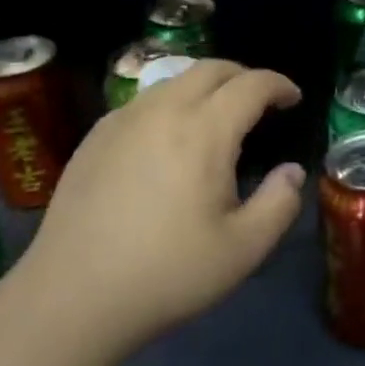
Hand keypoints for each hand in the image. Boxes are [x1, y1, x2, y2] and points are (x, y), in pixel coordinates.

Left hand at [17, 60, 303, 360]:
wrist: (71, 297)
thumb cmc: (166, 273)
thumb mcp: (243, 250)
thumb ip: (279, 204)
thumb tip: (291, 171)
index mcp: (204, 131)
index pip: (251, 85)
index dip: (278, 84)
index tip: (293, 98)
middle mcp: (163, 110)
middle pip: (210, 68)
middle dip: (243, 75)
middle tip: (260, 100)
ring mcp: (123, 120)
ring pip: (173, 80)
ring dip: (205, 86)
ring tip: (216, 117)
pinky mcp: (95, 137)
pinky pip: (143, 102)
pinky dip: (170, 103)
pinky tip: (168, 139)